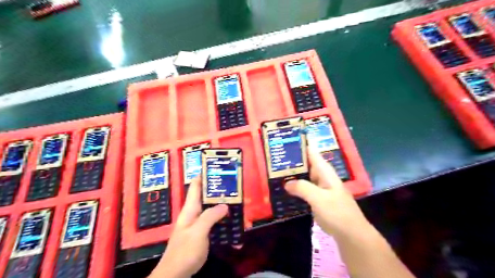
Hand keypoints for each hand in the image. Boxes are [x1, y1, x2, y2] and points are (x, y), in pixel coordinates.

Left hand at [149, 178, 227, 277]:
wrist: (175, 274)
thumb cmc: (184, 251)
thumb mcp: (198, 232)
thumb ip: (210, 217)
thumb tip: (225, 205)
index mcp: (190, 209)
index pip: (196, 186)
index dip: (204, 175)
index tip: (217, 168)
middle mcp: (195, 213)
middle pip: (208, 197)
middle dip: (221, 193)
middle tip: (236, 189)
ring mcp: (200, 224)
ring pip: (214, 211)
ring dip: (226, 209)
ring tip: (240, 208)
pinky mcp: (204, 234)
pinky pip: (217, 224)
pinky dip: (225, 224)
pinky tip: (235, 229)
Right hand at [285, 148, 373, 238]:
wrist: (351, 234)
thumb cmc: (337, 212)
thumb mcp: (319, 198)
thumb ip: (302, 188)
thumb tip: (286, 183)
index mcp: (325, 172)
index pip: (312, 152)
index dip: (301, 144)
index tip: (286, 139)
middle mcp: (323, 177)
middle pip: (306, 164)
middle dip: (293, 160)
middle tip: (275, 158)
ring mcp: (321, 188)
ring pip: (305, 176)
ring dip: (293, 174)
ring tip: (276, 171)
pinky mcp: (319, 198)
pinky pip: (305, 188)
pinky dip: (296, 187)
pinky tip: (286, 189)